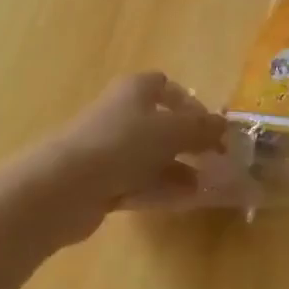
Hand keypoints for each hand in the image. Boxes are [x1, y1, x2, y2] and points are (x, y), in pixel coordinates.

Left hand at [32, 73, 227, 241]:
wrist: (66, 186)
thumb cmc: (123, 144)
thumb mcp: (173, 130)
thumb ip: (202, 128)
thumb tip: (223, 125)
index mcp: (135, 90)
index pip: (166, 87)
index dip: (191, 104)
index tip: (212, 128)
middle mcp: (121, 114)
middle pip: (161, 125)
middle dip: (189, 142)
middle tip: (215, 161)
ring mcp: (109, 149)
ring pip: (152, 157)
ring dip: (179, 170)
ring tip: (206, 187)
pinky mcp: (102, 181)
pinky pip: (139, 182)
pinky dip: (161, 189)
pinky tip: (184, 202)